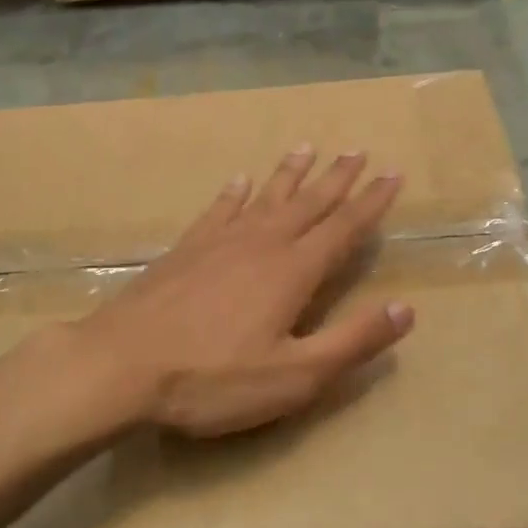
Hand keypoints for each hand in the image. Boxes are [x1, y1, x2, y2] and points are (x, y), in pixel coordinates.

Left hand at [77, 148, 413, 437]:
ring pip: (265, 197)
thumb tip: (407, 309)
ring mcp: (219, 242)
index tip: (392, 174)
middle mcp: (261, 243)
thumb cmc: (213, 379)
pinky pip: (219, 210)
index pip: (343, 228)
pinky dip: (234, 193)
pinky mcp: (185, 249)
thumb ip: (353, 342)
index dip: (372, 202)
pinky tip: (240, 181)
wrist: (120, 365)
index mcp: (293, 271)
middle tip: (357, 151)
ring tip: (307, 149)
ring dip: (290, 174)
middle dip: (337, 178)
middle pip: (308, 203)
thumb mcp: (295, 376)